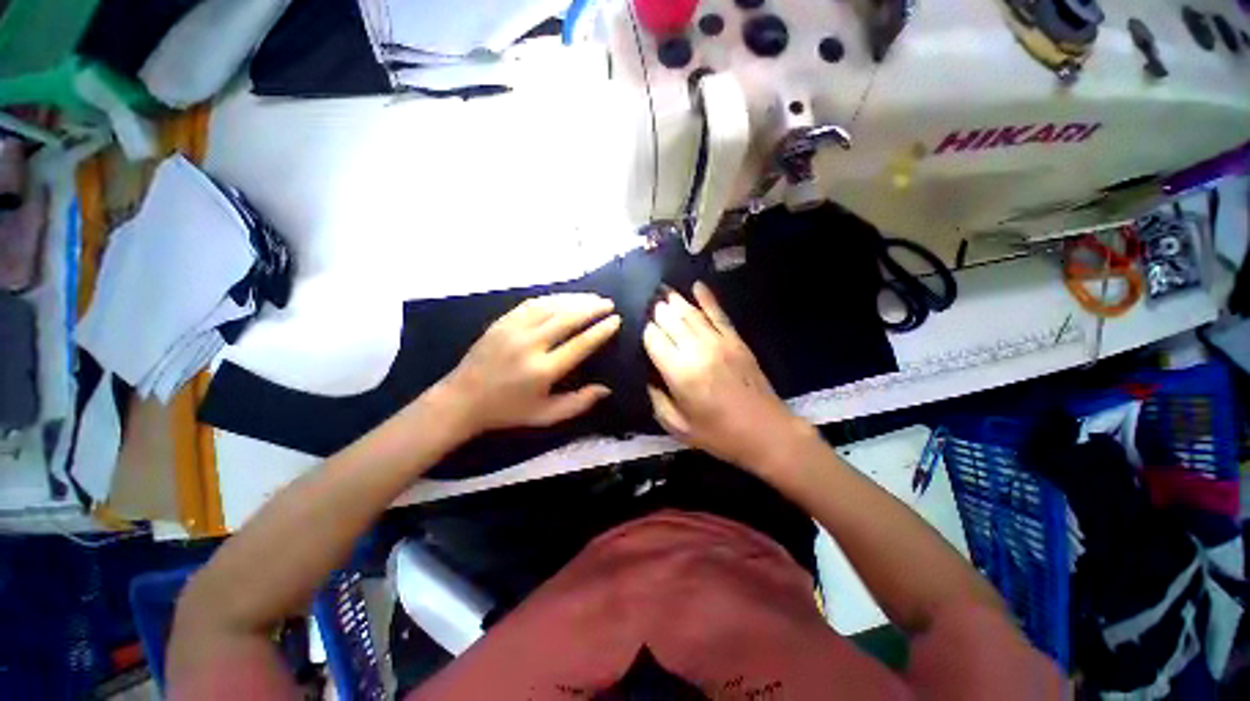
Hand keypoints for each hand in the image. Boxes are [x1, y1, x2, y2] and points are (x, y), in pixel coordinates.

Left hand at [437, 294, 620, 435]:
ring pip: (550, 306)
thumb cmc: (508, 411)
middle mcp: (529, 345)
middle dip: (591, 308)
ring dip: (574, 299)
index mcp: (542, 370)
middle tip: (608, 303)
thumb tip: (606, 388)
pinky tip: (564, 298)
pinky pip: (532, 304)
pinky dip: (552, 298)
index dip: (600, 331)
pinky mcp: (502, 322)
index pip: (579, 344)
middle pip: (567, 318)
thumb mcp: (546, 415)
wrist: (462, 400)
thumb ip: (578, 403)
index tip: (616, 320)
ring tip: (592, 297)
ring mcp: (513, 330)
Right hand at [644, 283, 812, 471]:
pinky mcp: (736, 340)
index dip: (644, 330)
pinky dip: (707, 298)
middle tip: (646, 303)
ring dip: (675, 300)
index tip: (637, 327)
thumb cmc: (719, 435)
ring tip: (662, 291)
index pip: (653, 338)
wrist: (767, 432)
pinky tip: (697, 285)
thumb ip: (657, 399)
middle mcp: (697, 350)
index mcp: (679, 373)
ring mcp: (719, 341)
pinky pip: (718, 313)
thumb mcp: (678, 427)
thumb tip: (647, 377)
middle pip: (670, 320)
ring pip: (690, 313)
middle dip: (656, 310)